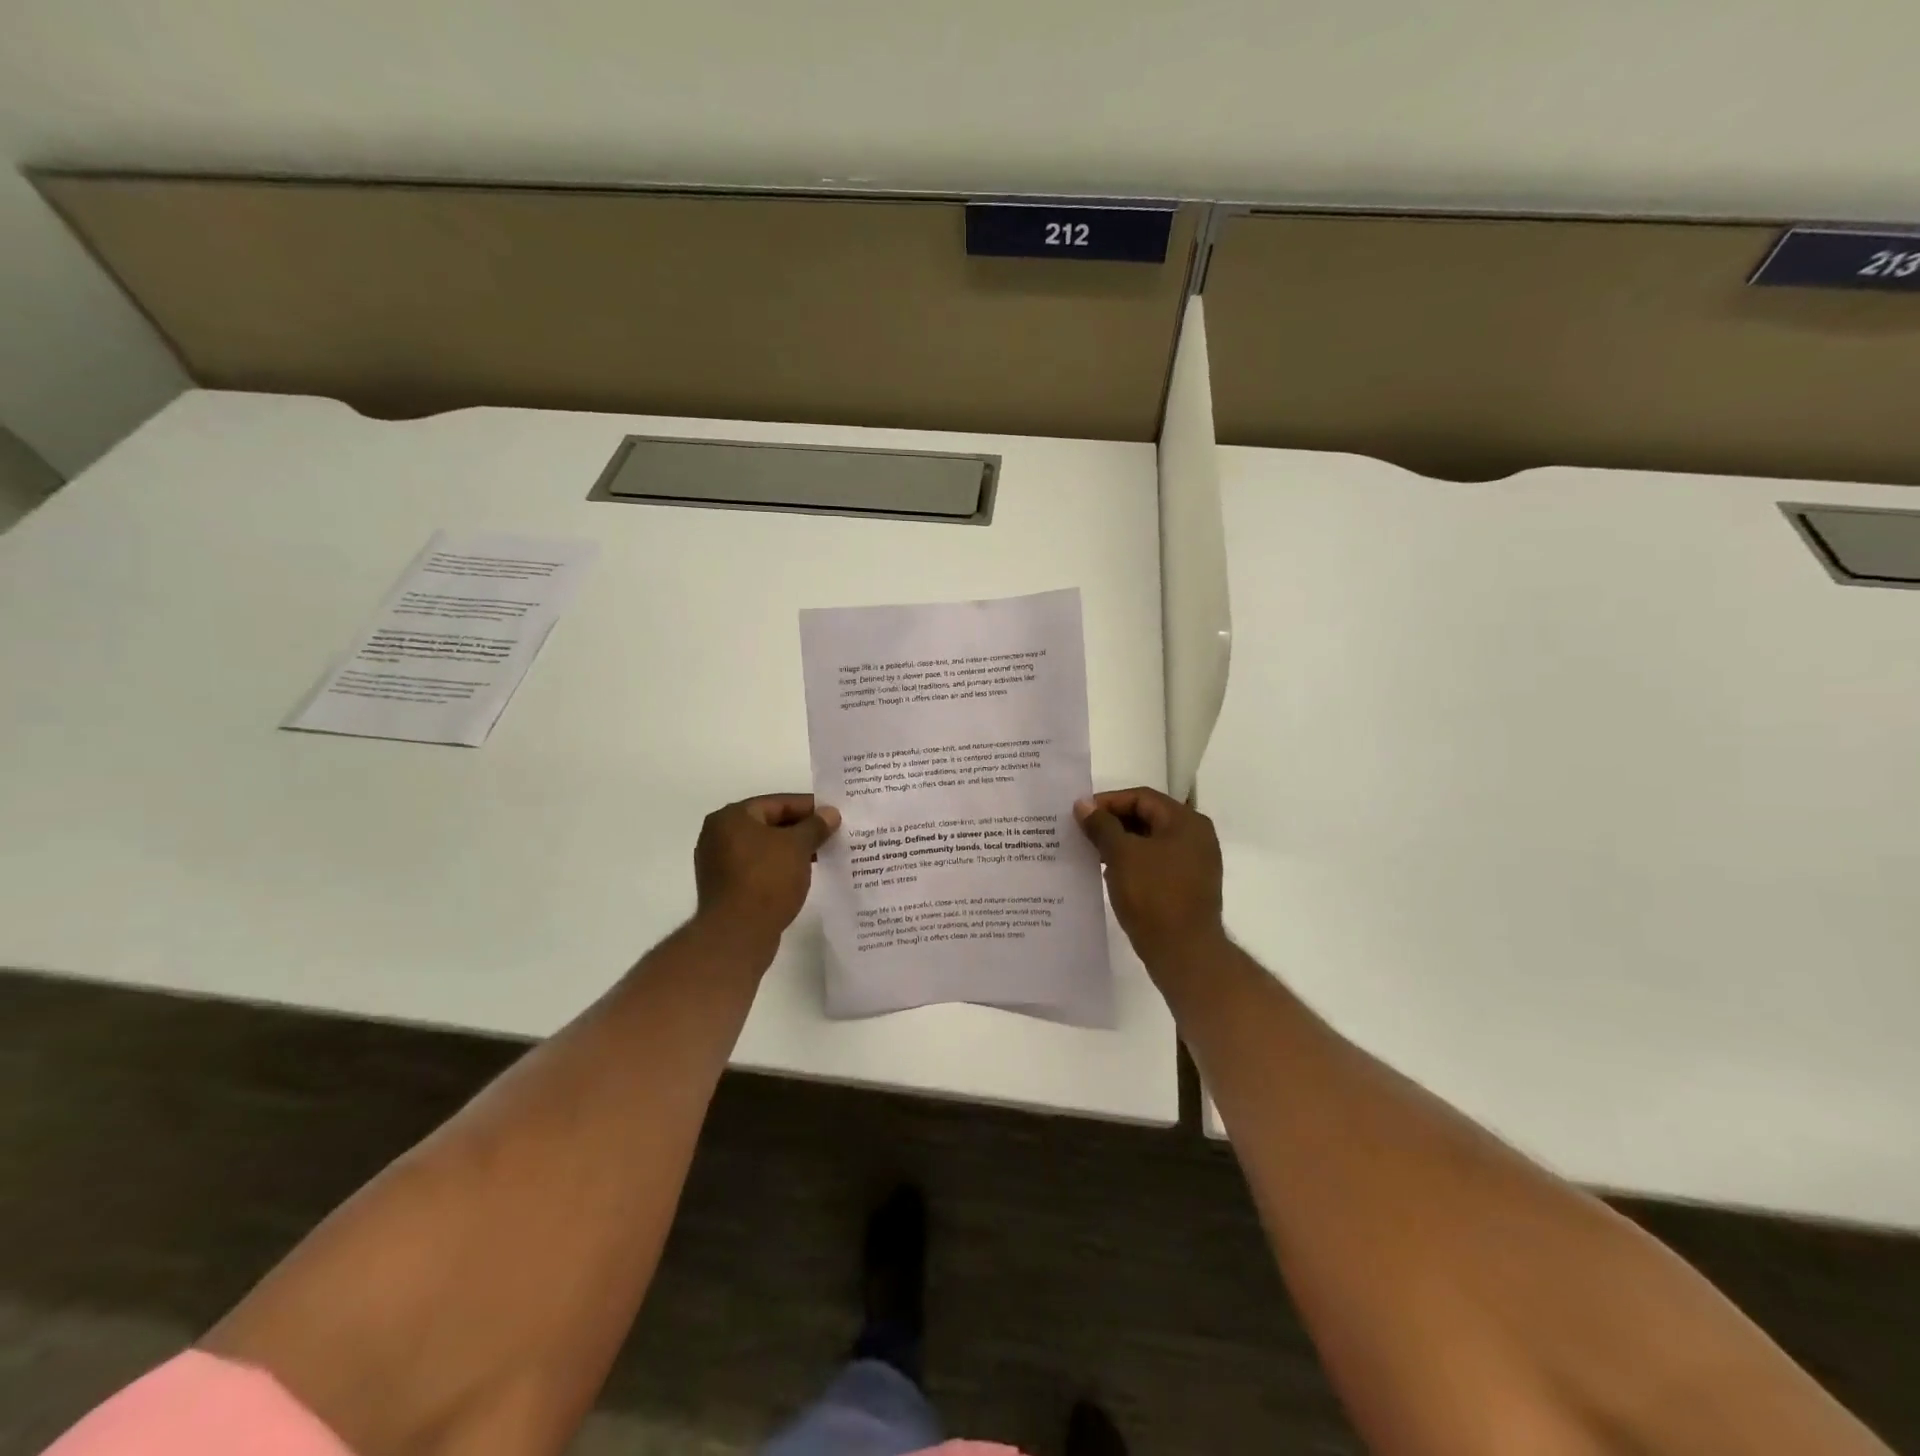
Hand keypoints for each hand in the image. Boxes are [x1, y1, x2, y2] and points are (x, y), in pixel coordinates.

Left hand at [694, 794, 840, 938]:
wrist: (737, 935)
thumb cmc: (767, 880)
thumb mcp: (798, 847)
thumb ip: (815, 826)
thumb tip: (830, 813)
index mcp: (731, 817)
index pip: (777, 803)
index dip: (809, 807)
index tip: (834, 815)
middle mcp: (719, 835)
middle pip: (769, 824)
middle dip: (801, 829)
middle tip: (831, 834)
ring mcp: (719, 863)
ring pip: (764, 847)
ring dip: (792, 850)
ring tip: (822, 855)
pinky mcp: (725, 887)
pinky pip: (758, 867)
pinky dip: (779, 867)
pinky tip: (802, 874)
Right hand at [1074, 787, 1223, 963]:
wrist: (1184, 953)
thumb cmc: (1154, 895)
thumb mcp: (1121, 855)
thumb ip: (1101, 825)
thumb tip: (1083, 805)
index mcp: (1186, 822)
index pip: (1142, 798)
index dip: (1108, 802)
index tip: (1080, 814)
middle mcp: (1196, 837)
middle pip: (1147, 818)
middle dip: (1113, 824)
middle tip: (1082, 832)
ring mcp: (1195, 864)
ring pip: (1150, 843)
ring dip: (1120, 845)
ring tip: (1090, 853)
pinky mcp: (1188, 887)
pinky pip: (1155, 864)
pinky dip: (1132, 864)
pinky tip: (1109, 874)